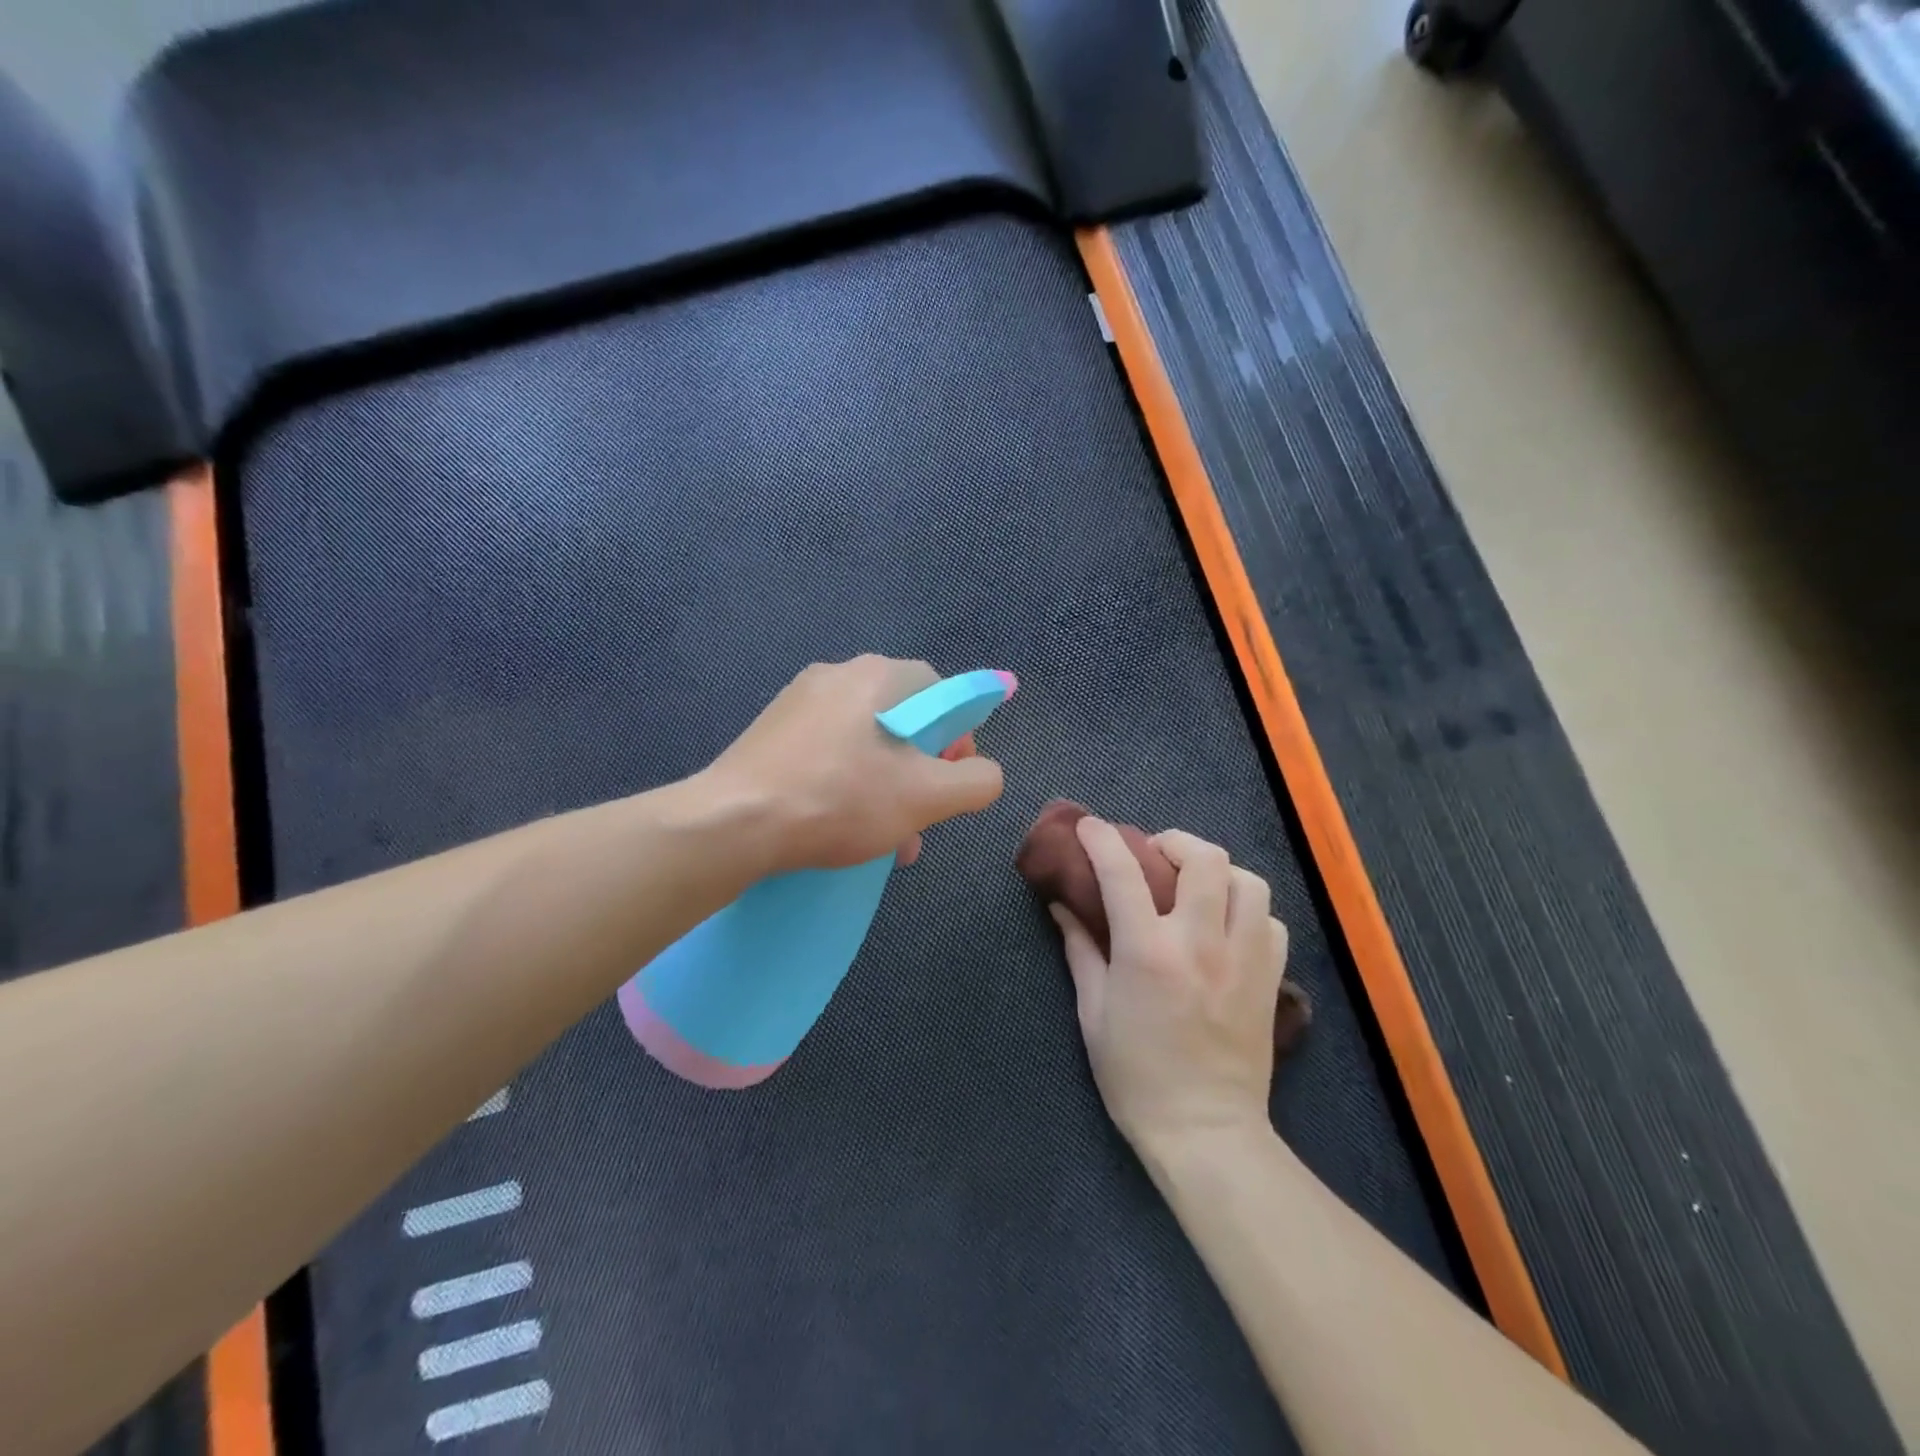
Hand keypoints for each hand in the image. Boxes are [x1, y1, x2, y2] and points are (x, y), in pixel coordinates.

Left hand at [704, 655, 1004, 875]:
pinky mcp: (769, 735)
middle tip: (919, 817)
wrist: (731, 824)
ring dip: (885, 788)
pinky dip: (846, 787)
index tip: (951, 781)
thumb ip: (976, 781)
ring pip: (863, 743)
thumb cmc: (838, 799)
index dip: (958, 737)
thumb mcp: (926, 796)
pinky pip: (826, 755)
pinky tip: (843, 831)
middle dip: (919, 772)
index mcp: (877, 675)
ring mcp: (796, 704)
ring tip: (886, 841)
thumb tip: (985, 774)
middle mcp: (835, 676)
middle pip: (901, 721)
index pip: (940, 692)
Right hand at [1052, 820, 1288, 1157]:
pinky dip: (1248, 911)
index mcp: (1148, 953)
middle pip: (1205, 858)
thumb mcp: (1093, 1013)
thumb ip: (1080, 951)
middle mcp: (1200, 944)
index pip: (1122, 872)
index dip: (1102, 839)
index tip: (1090, 826)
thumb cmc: (1136, 1076)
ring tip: (1197, 886)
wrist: (1205, 1132)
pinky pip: (1271, 922)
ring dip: (1218, 872)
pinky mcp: (1271, 980)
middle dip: (1175, 842)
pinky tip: (1228, 925)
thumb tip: (1062, 907)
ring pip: (1249, 882)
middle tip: (1155, 855)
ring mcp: (1244, 960)